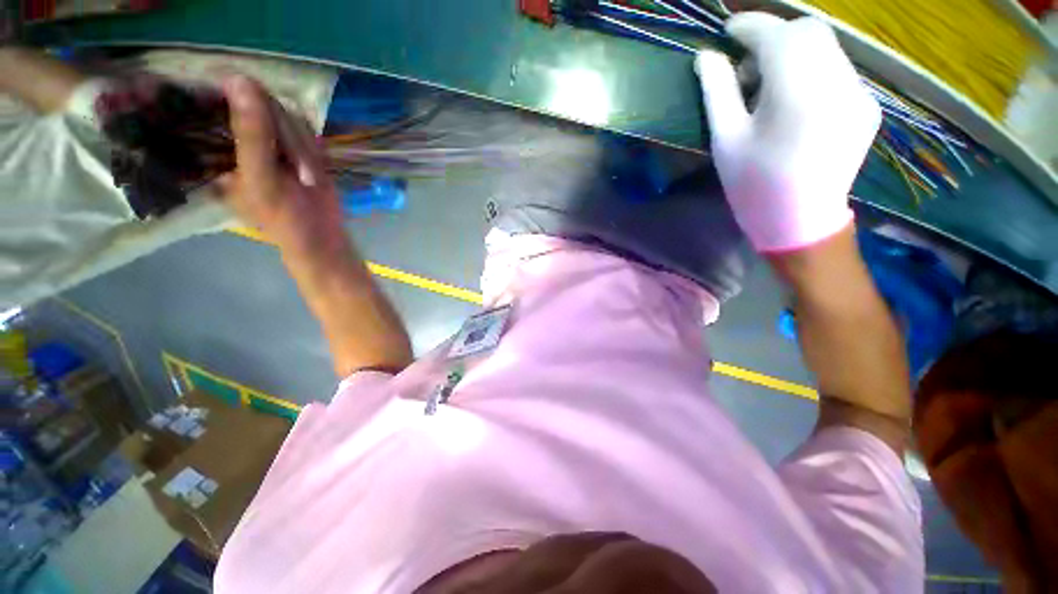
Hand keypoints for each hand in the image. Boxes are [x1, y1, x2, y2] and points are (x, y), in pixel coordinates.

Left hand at [221, 75, 344, 257]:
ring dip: (301, 145)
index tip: (248, 102)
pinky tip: (313, 169)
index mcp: (217, 146)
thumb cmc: (285, 217)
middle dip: (282, 132)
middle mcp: (240, 137)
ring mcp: (271, 141)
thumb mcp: (263, 177)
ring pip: (284, 115)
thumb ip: (252, 134)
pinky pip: (304, 129)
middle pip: (257, 104)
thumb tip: (239, 79)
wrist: (324, 236)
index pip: (214, 103)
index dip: (230, 95)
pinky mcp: (297, 146)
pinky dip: (312, 148)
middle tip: (293, 164)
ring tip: (306, 175)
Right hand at [695, 14, 880, 252]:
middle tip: (747, 68)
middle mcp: (838, 81)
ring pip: (826, 48)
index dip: (750, 26)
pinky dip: (812, 71)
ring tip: (768, 89)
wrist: (800, 222)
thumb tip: (707, 57)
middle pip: (808, 32)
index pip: (776, 35)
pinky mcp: (867, 106)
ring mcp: (859, 93)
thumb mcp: (726, 141)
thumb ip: (718, 92)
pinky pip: (838, 70)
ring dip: (793, 53)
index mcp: (798, 91)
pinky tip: (794, 103)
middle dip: (773, 37)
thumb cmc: (753, 186)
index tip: (727, 31)